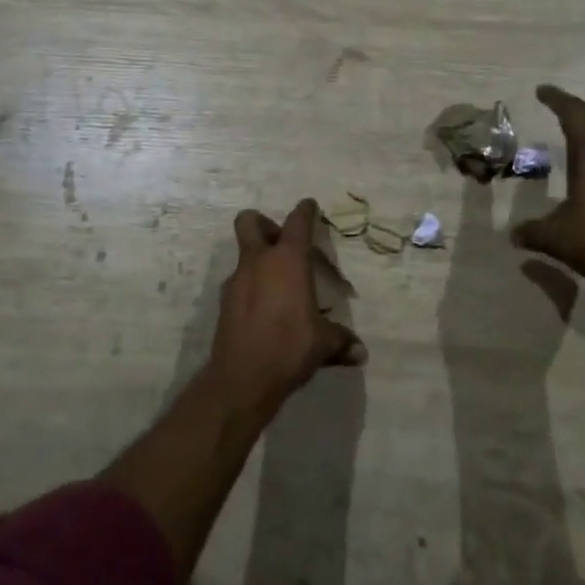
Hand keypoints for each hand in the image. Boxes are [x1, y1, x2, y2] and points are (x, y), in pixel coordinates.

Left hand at [210, 199, 365, 411]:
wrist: (242, 378)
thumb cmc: (290, 347)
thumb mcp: (324, 344)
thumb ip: (341, 342)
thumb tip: (360, 353)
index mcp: (288, 260)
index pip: (297, 222)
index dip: (305, 211)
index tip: (309, 206)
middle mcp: (259, 262)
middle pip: (250, 222)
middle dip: (264, 224)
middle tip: (280, 242)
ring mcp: (237, 280)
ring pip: (243, 255)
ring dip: (258, 261)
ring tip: (278, 286)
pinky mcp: (224, 303)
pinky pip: (239, 283)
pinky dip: (250, 288)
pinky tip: (264, 311)